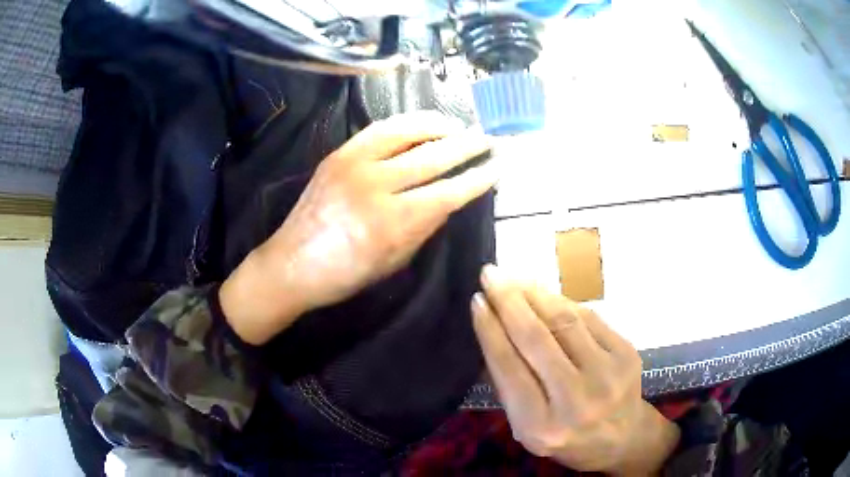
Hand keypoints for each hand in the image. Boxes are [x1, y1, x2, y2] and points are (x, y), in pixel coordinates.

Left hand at [221, 111, 495, 344]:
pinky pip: (380, 128)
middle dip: (467, 145)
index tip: (498, 165)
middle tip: (488, 137)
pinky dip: (406, 122)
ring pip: (407, 131)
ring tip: (458, 125)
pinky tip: (422, 124)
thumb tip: (450, 197)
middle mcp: (375, 186)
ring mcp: (353, 163)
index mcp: (392, 223)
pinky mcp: (339, 153)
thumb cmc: (345, 274)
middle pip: (433, 156)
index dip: (478, 178)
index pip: (449, 192)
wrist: (290, 264)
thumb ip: (425, 226)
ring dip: (439, 125)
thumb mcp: (395, 260)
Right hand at [471, 265, 679, 474]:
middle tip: (490, 274)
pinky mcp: (626, 353)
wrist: (623, 436)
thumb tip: (493, 330)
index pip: (509, 368)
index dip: (490, 330)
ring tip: (514, 278)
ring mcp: (607, 375)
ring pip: (564, 321)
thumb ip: (510, 386)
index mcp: (540, 426)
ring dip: (535, 294)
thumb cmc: (567, 436)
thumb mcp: (527, 427)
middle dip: (508, 301)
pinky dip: (562, 302)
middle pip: (537, 339)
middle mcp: (576, 401)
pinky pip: (588, 318)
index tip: (477, 301)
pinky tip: (544, 294)